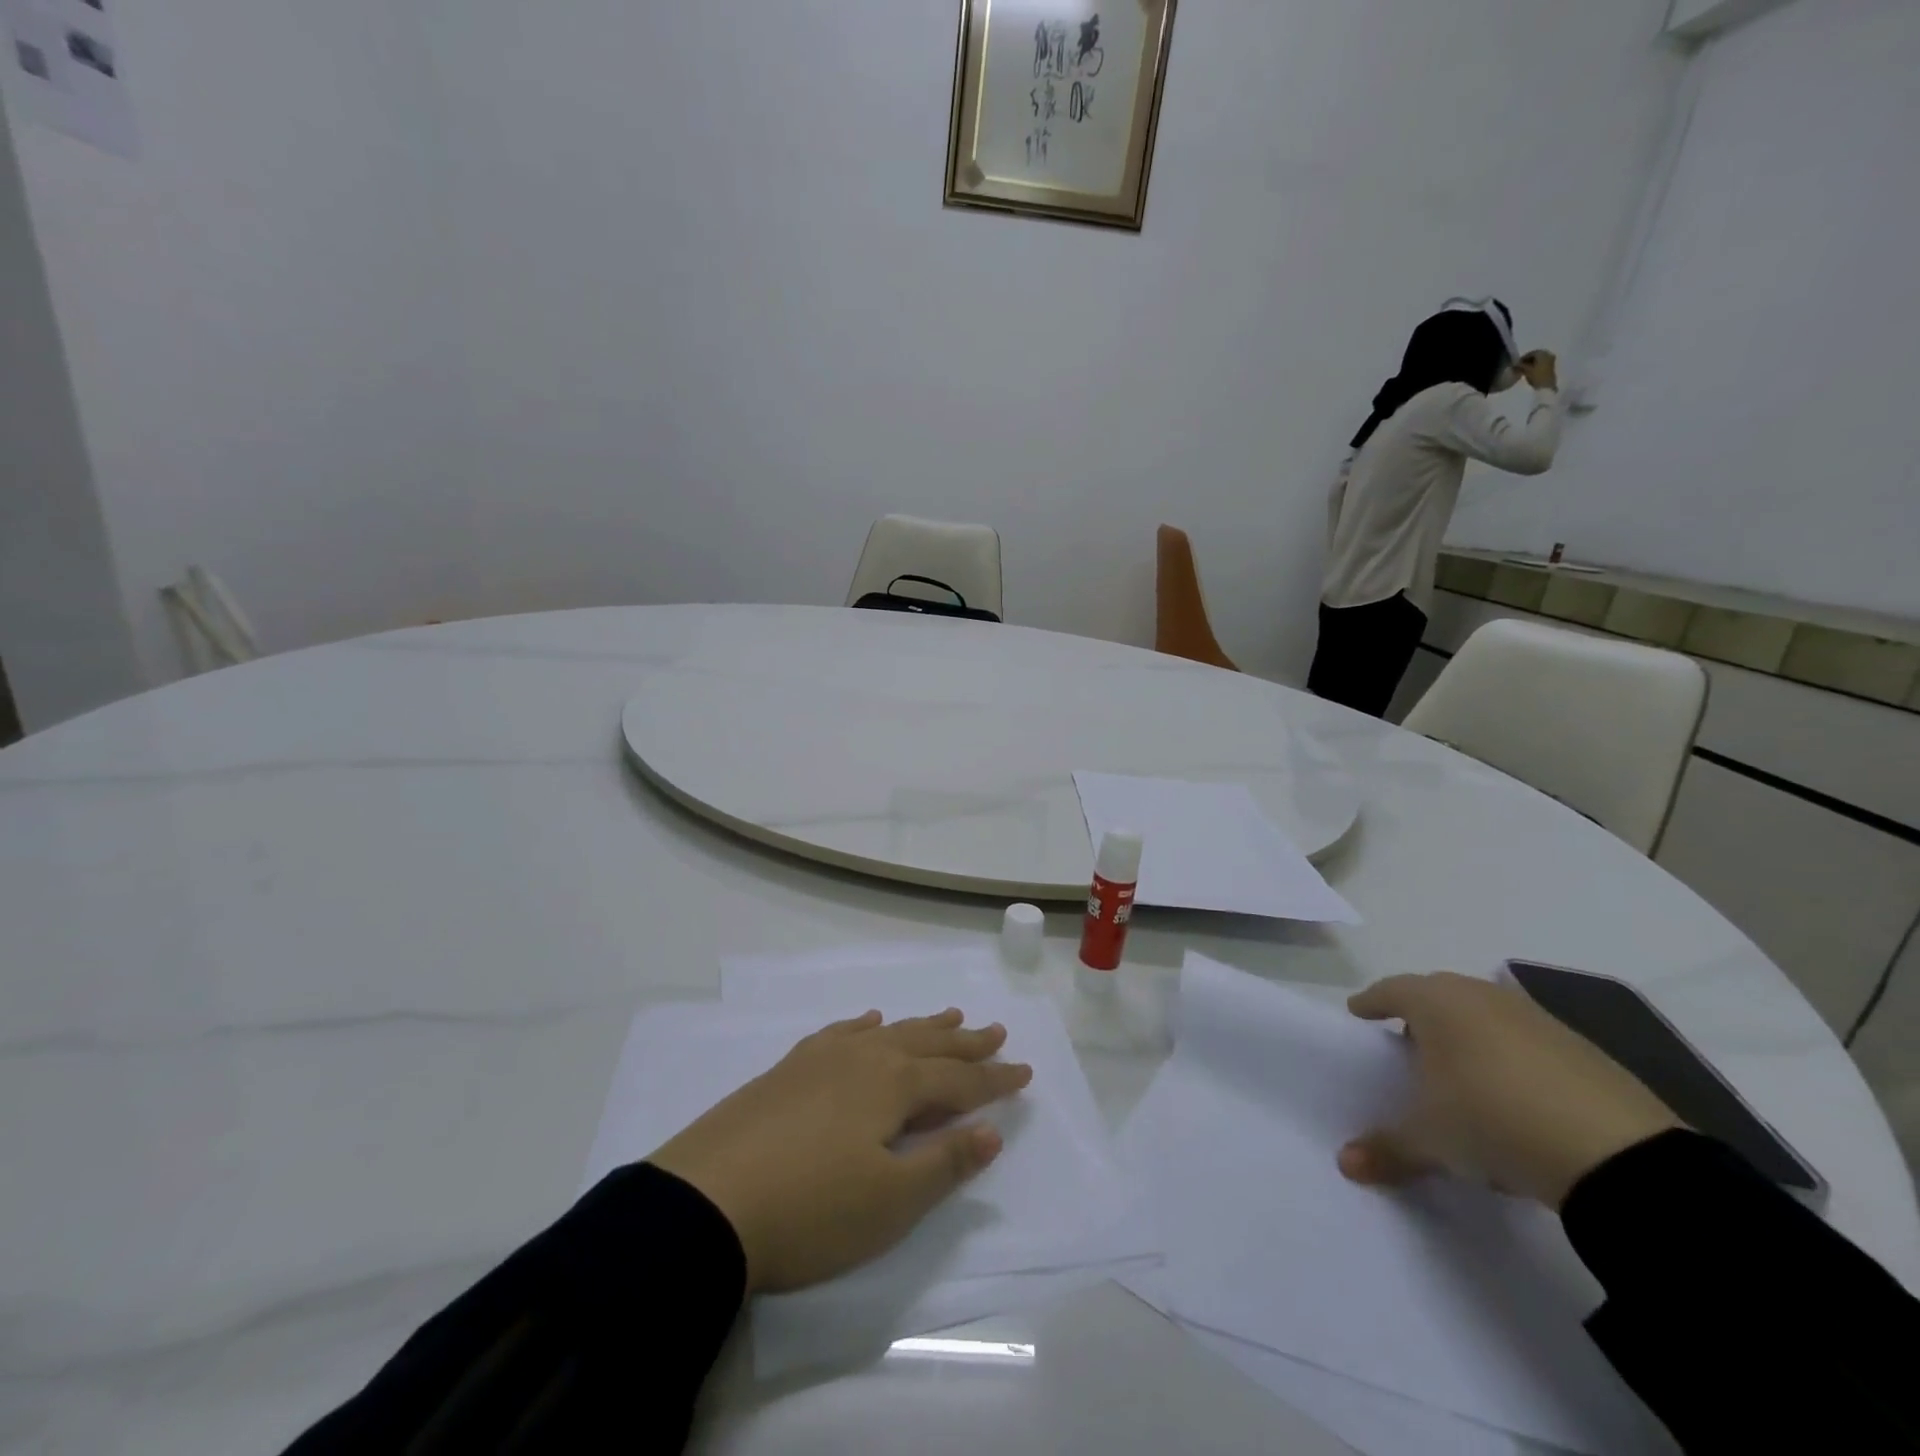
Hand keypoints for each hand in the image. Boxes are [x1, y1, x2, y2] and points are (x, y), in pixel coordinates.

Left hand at [648, 1009, 1031, 1293]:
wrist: (705, 1204)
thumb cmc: (811, 1209)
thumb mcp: (891, 1201)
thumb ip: (945, 1162)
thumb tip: (991, 1131)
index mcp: (894, 1085)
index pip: (959, 1080)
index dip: (994, 1079)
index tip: (1025, 1070)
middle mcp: (864, 1058)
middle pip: (927, 1044)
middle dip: (965, 1043)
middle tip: (995, 1030)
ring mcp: (821, 1059)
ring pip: (887, 1033)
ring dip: (922, 1027)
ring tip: (948, 1017)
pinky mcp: (787, 1069)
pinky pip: (840, 1033)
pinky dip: (863, 1026)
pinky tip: (868, 1021)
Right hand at [1338, 973, 1681, 1208]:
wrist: (1616, 1155)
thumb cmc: (1492, 1119)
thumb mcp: (1431, 1140)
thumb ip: (1386, 1148)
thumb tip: (1346, 1164)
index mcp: (1436, 1002)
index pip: (1390, 990)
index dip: (1371, 1003)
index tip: (1359, 1014)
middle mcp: (1481, 996)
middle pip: (1438, 996)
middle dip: (1419, 1017)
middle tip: (1407, 1046)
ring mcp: (1535, 1018)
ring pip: (1485, 1016)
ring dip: (1467, 1037)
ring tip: (1460, 1076)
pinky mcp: (1581, 1048)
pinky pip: (1526, 1042)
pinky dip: (1510, 1058)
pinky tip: (1514, 1098)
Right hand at [1518, 350, 1558, 390]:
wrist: (1548, 386)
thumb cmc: (1537, 377)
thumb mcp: (1526, 371)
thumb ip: (1520, 366)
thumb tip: (1514, 364)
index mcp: (1542, 353)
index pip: (1531, 353)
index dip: (1523, 358)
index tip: (1516, 364)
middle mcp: (1548, 354)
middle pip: (1536, 355)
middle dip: (1528, 360)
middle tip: (1520, 367)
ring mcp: (1551, 360)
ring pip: (1539, 359)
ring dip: (1532, 363)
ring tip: (1525, 370)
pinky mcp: (1552, 366)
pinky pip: (1543, 363)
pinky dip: (1537, 366)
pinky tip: (1532, 371)